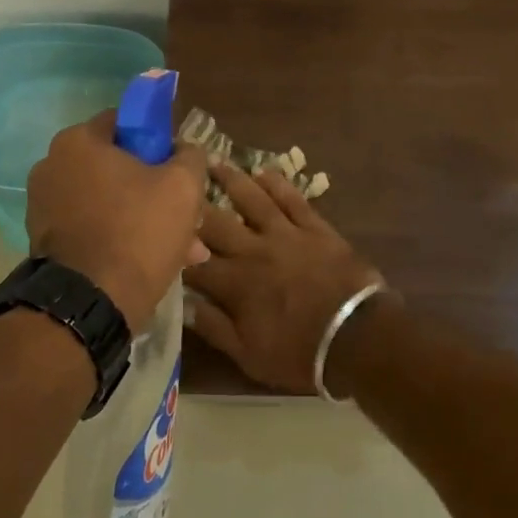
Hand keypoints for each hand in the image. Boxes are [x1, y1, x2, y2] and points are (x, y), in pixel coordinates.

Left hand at [25, 112, 209, 330]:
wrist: (91, 303)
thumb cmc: (138, 231)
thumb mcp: (183, 186)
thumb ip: (189, 156)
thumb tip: (185, 150)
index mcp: (78, 141)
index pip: (126, 122)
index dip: (159, 140)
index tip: (180, 167)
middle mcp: (51, 166)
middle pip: (118, 166)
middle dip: (156, 189)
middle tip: (186, 216)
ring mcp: (43, 205)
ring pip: (109, 201)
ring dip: (143, 218)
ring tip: (181, 248)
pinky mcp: (44, 240)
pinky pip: (93, 227)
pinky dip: (120, 237)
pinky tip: (151, 261)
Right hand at [184, 163, 384, 393]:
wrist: (358, 337)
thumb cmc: (300, 354)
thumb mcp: (249, 356)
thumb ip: (214, 327)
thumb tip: (183, 304)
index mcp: (235, 284)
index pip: (194, 261)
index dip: (174, 247)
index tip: (158, 232)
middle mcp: (254, 251)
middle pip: (215, 222)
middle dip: (193, 203)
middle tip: (176, 180)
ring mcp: (286, 234)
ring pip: (252, 199)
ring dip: (231, 179)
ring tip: (213, 161)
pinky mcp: (315, 228)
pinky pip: (293, 199)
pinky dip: (277, 183)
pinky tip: (263, 171)